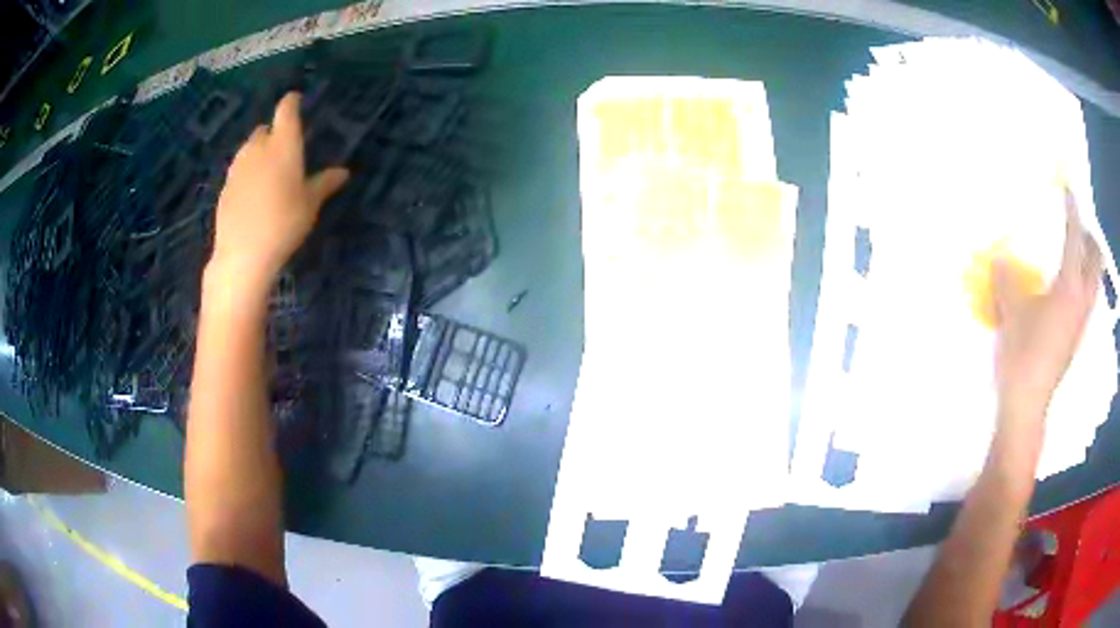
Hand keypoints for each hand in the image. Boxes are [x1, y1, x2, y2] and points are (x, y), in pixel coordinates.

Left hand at [210, 92, 348, 288]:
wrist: (243, 254)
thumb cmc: (284, 223)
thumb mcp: (310, 204)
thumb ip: (324, 183)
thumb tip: (343, 172)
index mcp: (283, 144)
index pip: (286, 110)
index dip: (291, 102)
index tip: (296, 100)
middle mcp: (258, 148)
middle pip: (264, 129)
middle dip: (273, 132)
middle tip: (283, 148)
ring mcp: (237, 167)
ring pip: (248, 149)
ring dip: (258, 152)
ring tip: (267, 171)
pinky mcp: (225, 187)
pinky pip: (238, 170)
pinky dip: (246, 173)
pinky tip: (252, 193)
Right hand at [993, 190, 1101, 416]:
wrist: (1027, 406)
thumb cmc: (1022, 354)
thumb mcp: (1010, 310)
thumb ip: (1007, 278)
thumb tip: (1001, 259)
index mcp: (1069, 287)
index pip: (1075, 237)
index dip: (1072, 209)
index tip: (1066, 189)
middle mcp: (1082, 301)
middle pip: (1096, 260)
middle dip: (1089, 238)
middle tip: (1076, 225)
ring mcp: (1081, 322)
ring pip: (1094, 281)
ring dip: (1089, 261)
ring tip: (1074, 252)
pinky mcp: (1076, 338)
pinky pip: (1088, 298)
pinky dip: (1083, 282)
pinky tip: (1067, 286)